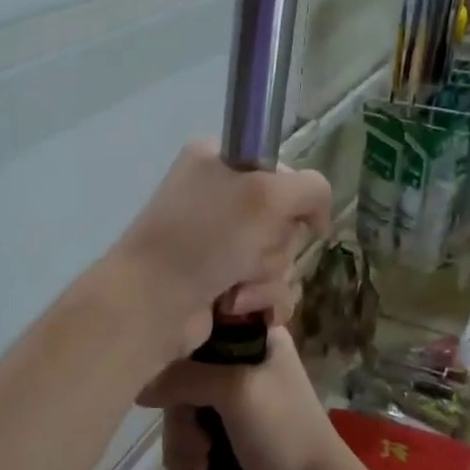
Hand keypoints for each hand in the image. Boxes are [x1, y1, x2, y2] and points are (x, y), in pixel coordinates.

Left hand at [104, 141, 330, 361]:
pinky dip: (259, 301)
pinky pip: (267, 289)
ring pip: (280, 259)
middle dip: (274, 246)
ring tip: (233, 288)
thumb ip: (311, 190)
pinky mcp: (221, 282)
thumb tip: (316, 217)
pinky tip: (238, 307)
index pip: (283, 172)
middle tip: (246, 254)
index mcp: (218, 161)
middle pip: (285, 221)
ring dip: (265, 279)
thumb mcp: (268, 196)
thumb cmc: (206, 238)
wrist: (153, 303)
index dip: (291, 199)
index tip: (290, 217)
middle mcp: (217, 197)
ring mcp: (217, 243)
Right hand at [138, 328, 349, 469]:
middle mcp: (241, 360)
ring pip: (181, 405)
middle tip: (197, 437)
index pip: (204, 316)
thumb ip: (182, 377)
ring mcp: (232, 399)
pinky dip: (187, 452)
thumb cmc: (283, 430)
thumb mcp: (235, 390)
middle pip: (183, 369)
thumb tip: (140, 388)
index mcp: (255, 336)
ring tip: (201, 462)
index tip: (171, 364)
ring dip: (183, 438)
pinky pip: (187, 431)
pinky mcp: (224, 432)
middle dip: (181, 410)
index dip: (181, 337)